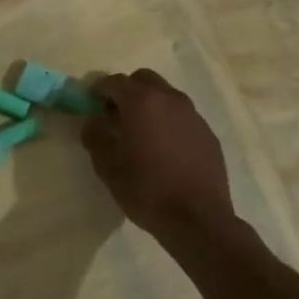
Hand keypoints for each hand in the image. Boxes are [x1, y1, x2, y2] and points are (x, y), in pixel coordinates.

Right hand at [83, 69, 236, 239]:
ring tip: (141, 132)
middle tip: (116, 114)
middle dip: (127, 91)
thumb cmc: (146, 189)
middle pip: (144, 80)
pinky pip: (183, 117)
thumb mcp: (107, 165)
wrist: (197, 219)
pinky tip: (164, 149)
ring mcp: (193, 115)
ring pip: (166, 96)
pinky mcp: (208, 133)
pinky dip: (169, 122)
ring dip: (150, 105)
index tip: (91, 103)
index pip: (115, 81)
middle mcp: (170, 99)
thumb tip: (94, 121)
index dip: (99, 89)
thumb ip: (95, 135)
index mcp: (142, 102)